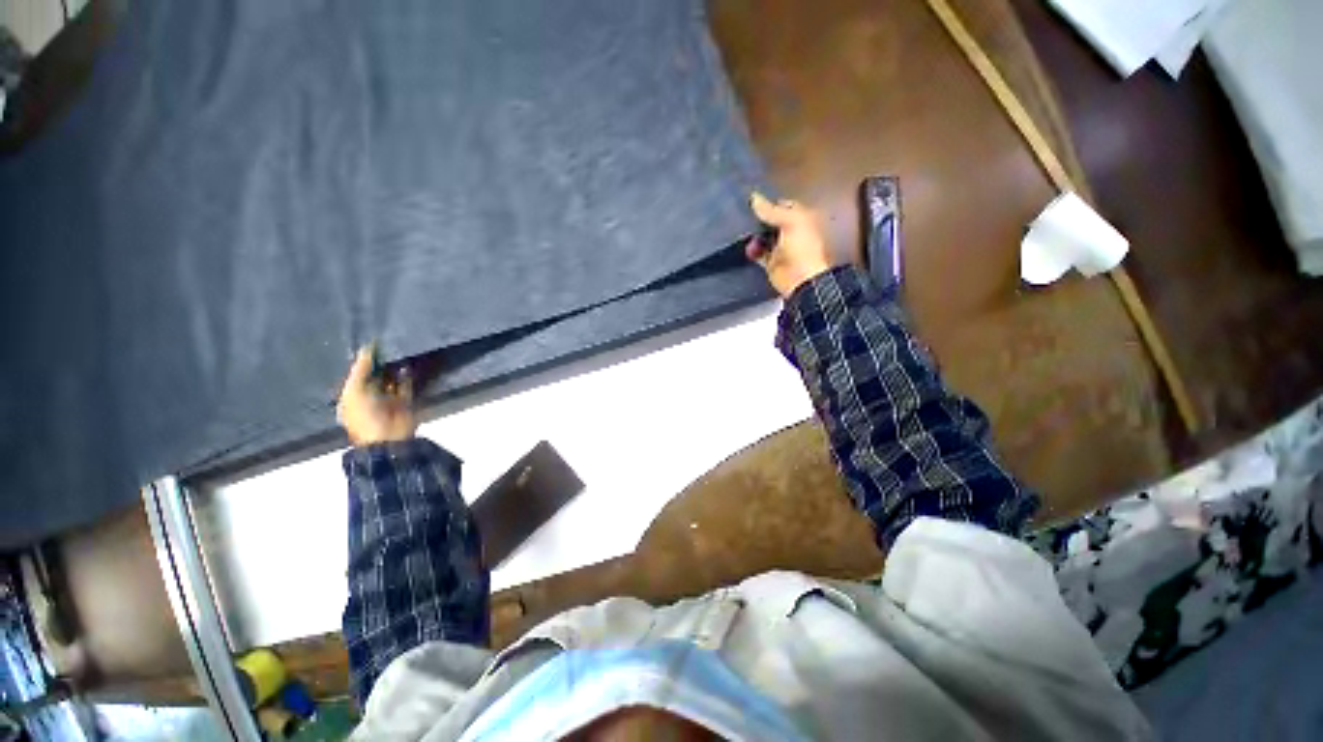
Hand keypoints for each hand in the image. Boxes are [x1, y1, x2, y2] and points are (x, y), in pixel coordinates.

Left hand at [337, 347, 416, 445]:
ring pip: (390, 380)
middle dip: (379, 364)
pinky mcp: (404, 401)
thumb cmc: (365, 415)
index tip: (370, 345)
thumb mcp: (354, 390)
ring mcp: (388, 400)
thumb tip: (366, 348)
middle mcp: (369, 397)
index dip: (362, 362)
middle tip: (385, 346)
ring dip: (393, 369)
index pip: (356, 375)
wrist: (388, 437)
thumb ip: (360, 369)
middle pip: (374, 376)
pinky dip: (406, 376)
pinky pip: (406, 385)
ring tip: (396, 353)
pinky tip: (406, 366)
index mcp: (352, 396)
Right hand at [746, 192, 832, 297]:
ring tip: (741, 229)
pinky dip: (752, 250)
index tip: (752, 201)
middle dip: (758, 218)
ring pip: (763, 236)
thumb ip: (771, 210)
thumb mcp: (790, 222)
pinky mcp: (771, 262)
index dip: (769, 203)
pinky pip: (758, 253)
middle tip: (741, 213)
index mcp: (801, 218)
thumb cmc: (802, 247)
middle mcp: (791, 231)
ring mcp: (780, 247)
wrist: (801, 279)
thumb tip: (753, 197)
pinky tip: (747, 247)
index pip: (783, 205)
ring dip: (753, 234)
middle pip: (771, 221)